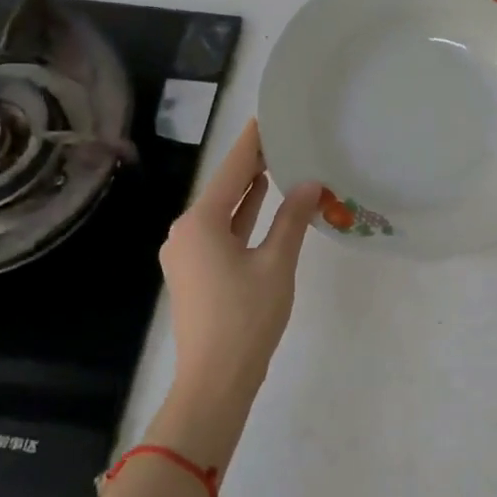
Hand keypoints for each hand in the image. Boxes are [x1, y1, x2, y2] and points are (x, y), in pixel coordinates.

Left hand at [159, 119, 320, 408]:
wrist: (214, 381)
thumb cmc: (246, 318)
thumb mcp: (276, 264)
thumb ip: (292, 218)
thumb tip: (311, 183)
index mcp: (200, 222)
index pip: (232, 170)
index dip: (252, 142)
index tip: (268, 116)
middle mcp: (185, 231)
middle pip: (223, 187)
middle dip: (251, 164)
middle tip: (282, 136)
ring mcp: (187, 253)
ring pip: (222, 210)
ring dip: (247, 190)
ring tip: (277, 162)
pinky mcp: (195, 272)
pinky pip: (220, 231)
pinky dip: (242, 216)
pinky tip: (262, 202)